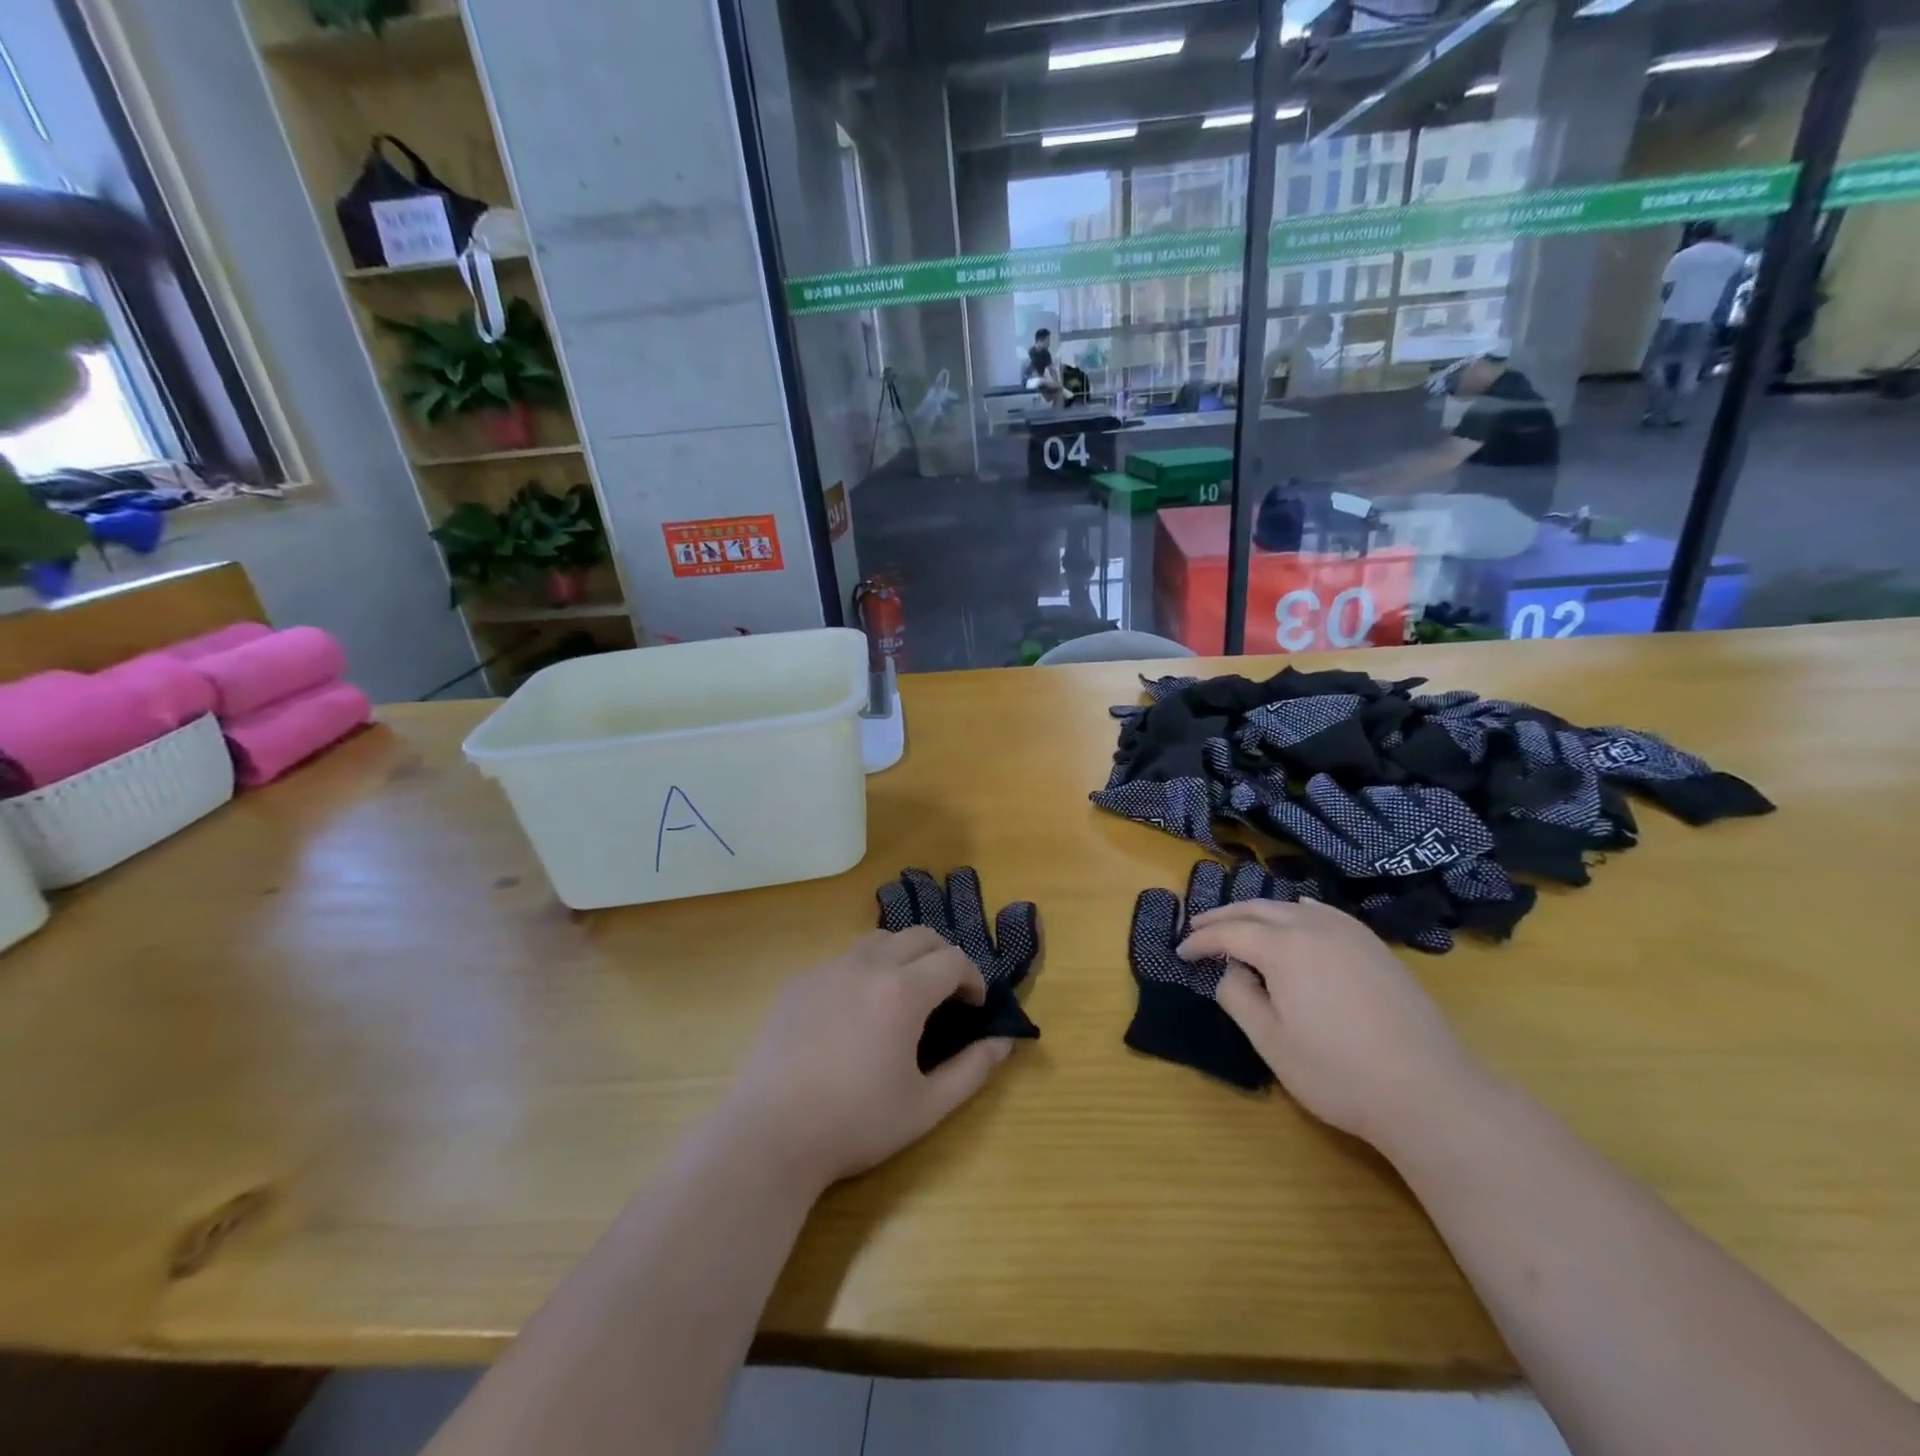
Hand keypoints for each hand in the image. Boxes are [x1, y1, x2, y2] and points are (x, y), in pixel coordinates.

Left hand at [724, 928, 1015, 1190]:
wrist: (770, 1133)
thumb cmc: (855, 1123)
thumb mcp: (926, 1107)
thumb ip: (972, 1071)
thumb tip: (1003, 1043)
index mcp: (903, 991)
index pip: (953, 960)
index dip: (973, 978)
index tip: (974, 1006)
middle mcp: (867, 965)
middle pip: (919, 935)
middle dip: (943, 956)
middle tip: (948, 993)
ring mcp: (828, 969)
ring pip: (879, 939)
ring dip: (903, 955)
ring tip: (904, 994)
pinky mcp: (799, 982)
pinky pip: (843, 960)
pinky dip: (864, 970)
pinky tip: (855, 1012)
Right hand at [1180, 900, 1487, 1150]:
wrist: (1430, 1092)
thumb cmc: (1338, 1072)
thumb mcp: (1271, 1042)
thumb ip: (1239, 998)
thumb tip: (1231, 971)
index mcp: (1283, 947)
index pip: (1229, 933)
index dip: (1201, 941)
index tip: (1181, 952)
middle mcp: (1313, 927)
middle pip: (1257, 909)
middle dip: (1223, 917)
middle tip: (1198, 927)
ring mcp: (1349, 933)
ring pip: (1291, 907)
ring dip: (1258, 912)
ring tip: (1238, 923)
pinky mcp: (1375, 947)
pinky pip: (1324, 914)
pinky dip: (1297, 912)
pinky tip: (1297, 918)